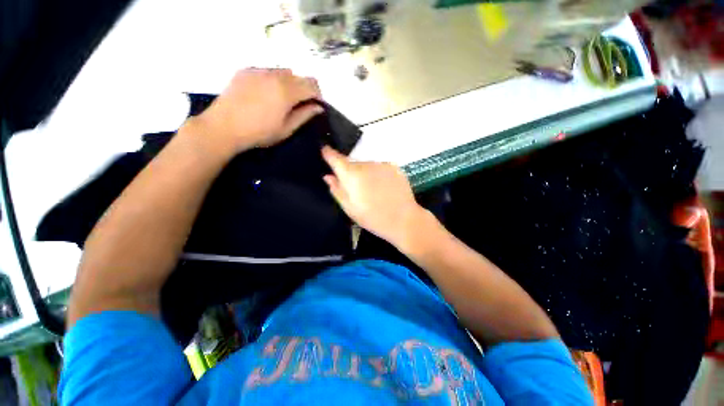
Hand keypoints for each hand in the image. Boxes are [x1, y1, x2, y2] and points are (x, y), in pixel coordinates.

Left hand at [188, 68, 323, 156]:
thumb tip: (318, 107)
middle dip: (304, 89)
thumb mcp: (286, 129)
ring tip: (282, 99)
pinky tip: (266, 93)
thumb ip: (304, 115)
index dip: (318, 94)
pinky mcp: (245, 70)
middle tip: (300, 105)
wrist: (223, 127)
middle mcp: (274, 74)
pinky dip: (273, 79)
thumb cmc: (259, 133)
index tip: (316, 105)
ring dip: (289, 83)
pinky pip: (267, 70)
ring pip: (283, 71)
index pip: (312, 84)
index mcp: (286, 90)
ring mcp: (258, 70)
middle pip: (299, 76)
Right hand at [321, 146, 423, 246]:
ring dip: (365, 174)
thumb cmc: (373, 217)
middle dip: (350, 172)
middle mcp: (366, 164)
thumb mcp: (349, 208)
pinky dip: (378, 174)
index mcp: (351, 174)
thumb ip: (336, 190)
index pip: (335, 157)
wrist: (403, 219)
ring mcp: (381, 164)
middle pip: (352, 164)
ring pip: (367, 166)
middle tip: (356, 189)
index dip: (328, 153)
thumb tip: (328, 176)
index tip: (325, 150)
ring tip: (372, 191)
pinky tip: (384, 188)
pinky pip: (380, 168)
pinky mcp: (394, 167)